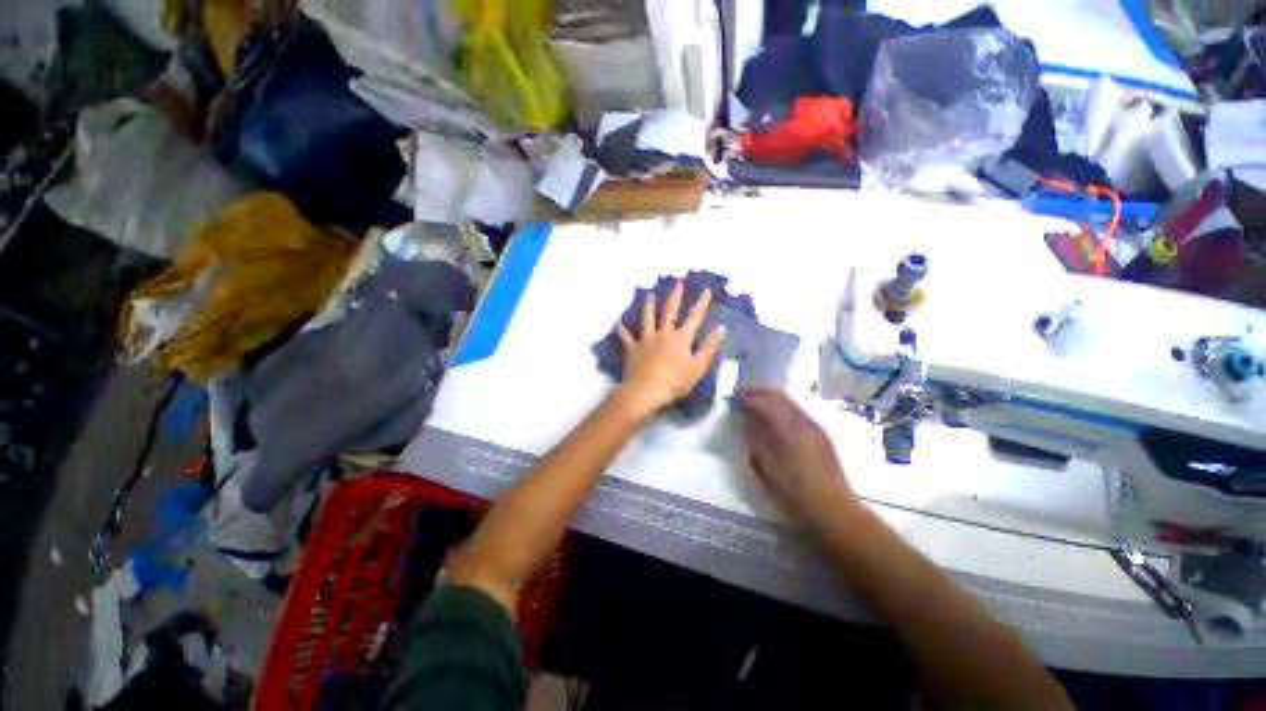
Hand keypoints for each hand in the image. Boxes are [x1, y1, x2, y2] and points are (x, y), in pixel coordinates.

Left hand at [614, 280, 724, 417]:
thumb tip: (720, 328)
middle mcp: (663, 334)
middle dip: (675, 296)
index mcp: (681, 339)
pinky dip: (621, 330)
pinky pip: (626, 338)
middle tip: (677, 283)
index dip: (701, 303)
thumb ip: (709, 347)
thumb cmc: (675, 382)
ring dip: (649, 306)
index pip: (694, 318)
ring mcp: (646, 340)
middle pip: (670, 312)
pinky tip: (617, 323)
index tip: (705, 290)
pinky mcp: (632, 349)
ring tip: (649, 295)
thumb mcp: (698, 367)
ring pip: (647, 319)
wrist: (646, 390)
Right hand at [737, 386, 860, 527]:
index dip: (747, 398)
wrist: (833, 509)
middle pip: (780, 395)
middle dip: (759, 390)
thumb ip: (757, 440)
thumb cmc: (795, 493)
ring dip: (771, 395)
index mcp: (788, 430)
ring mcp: (815, 426)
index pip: (764, 403)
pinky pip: (799, 409)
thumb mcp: (768, 469)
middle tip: (743, 392)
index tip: (734, 398)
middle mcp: (803, 422)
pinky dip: (784, 404)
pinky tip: (777, 413)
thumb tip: (747, 420)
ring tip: (756, 399)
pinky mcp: (822, 433)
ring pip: (791, 400)